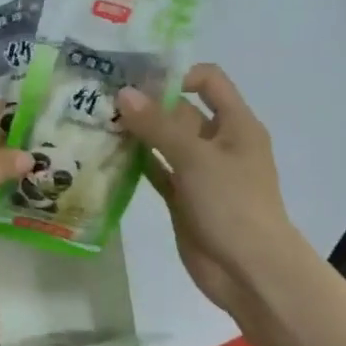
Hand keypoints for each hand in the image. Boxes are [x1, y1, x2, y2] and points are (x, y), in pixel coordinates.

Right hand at [116, 65, 302, 319]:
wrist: (249, 271)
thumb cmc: (232, 204)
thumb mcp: (195, 158)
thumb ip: (157, 125)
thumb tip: (123, 93)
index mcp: (235, 124)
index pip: (208, 81)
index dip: (177, 74)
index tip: (138, 80)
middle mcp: (218, 142)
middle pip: (180, 110)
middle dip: (146, 103)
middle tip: (102, 98)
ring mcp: (199, 172)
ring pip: (165, 142)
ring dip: (137, 132)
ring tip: (97, 121)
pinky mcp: (183, 197)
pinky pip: (157, 171)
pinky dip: (136, 162)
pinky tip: (107, 154)